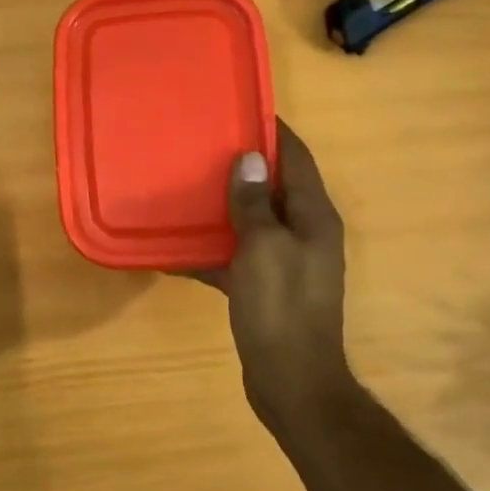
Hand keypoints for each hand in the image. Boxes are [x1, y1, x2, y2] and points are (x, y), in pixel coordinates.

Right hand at [196, 120, 351, 427]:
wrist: (292, 382)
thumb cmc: (280, 308)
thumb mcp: (263, 248)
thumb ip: (254, 203)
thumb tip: (249, 157)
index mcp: (314, 216)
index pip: (297, 157)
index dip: (272, 131)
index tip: (238, 108)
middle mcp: (305, 232)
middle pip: (274, 186)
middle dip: (241, 166)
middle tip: (200, 145)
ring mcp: (286, 261)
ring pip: (252, 220)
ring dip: (223, 206)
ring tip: (183, 186)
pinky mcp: (266, 286)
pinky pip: (238, 255)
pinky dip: (212, 249)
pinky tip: (175, 249)